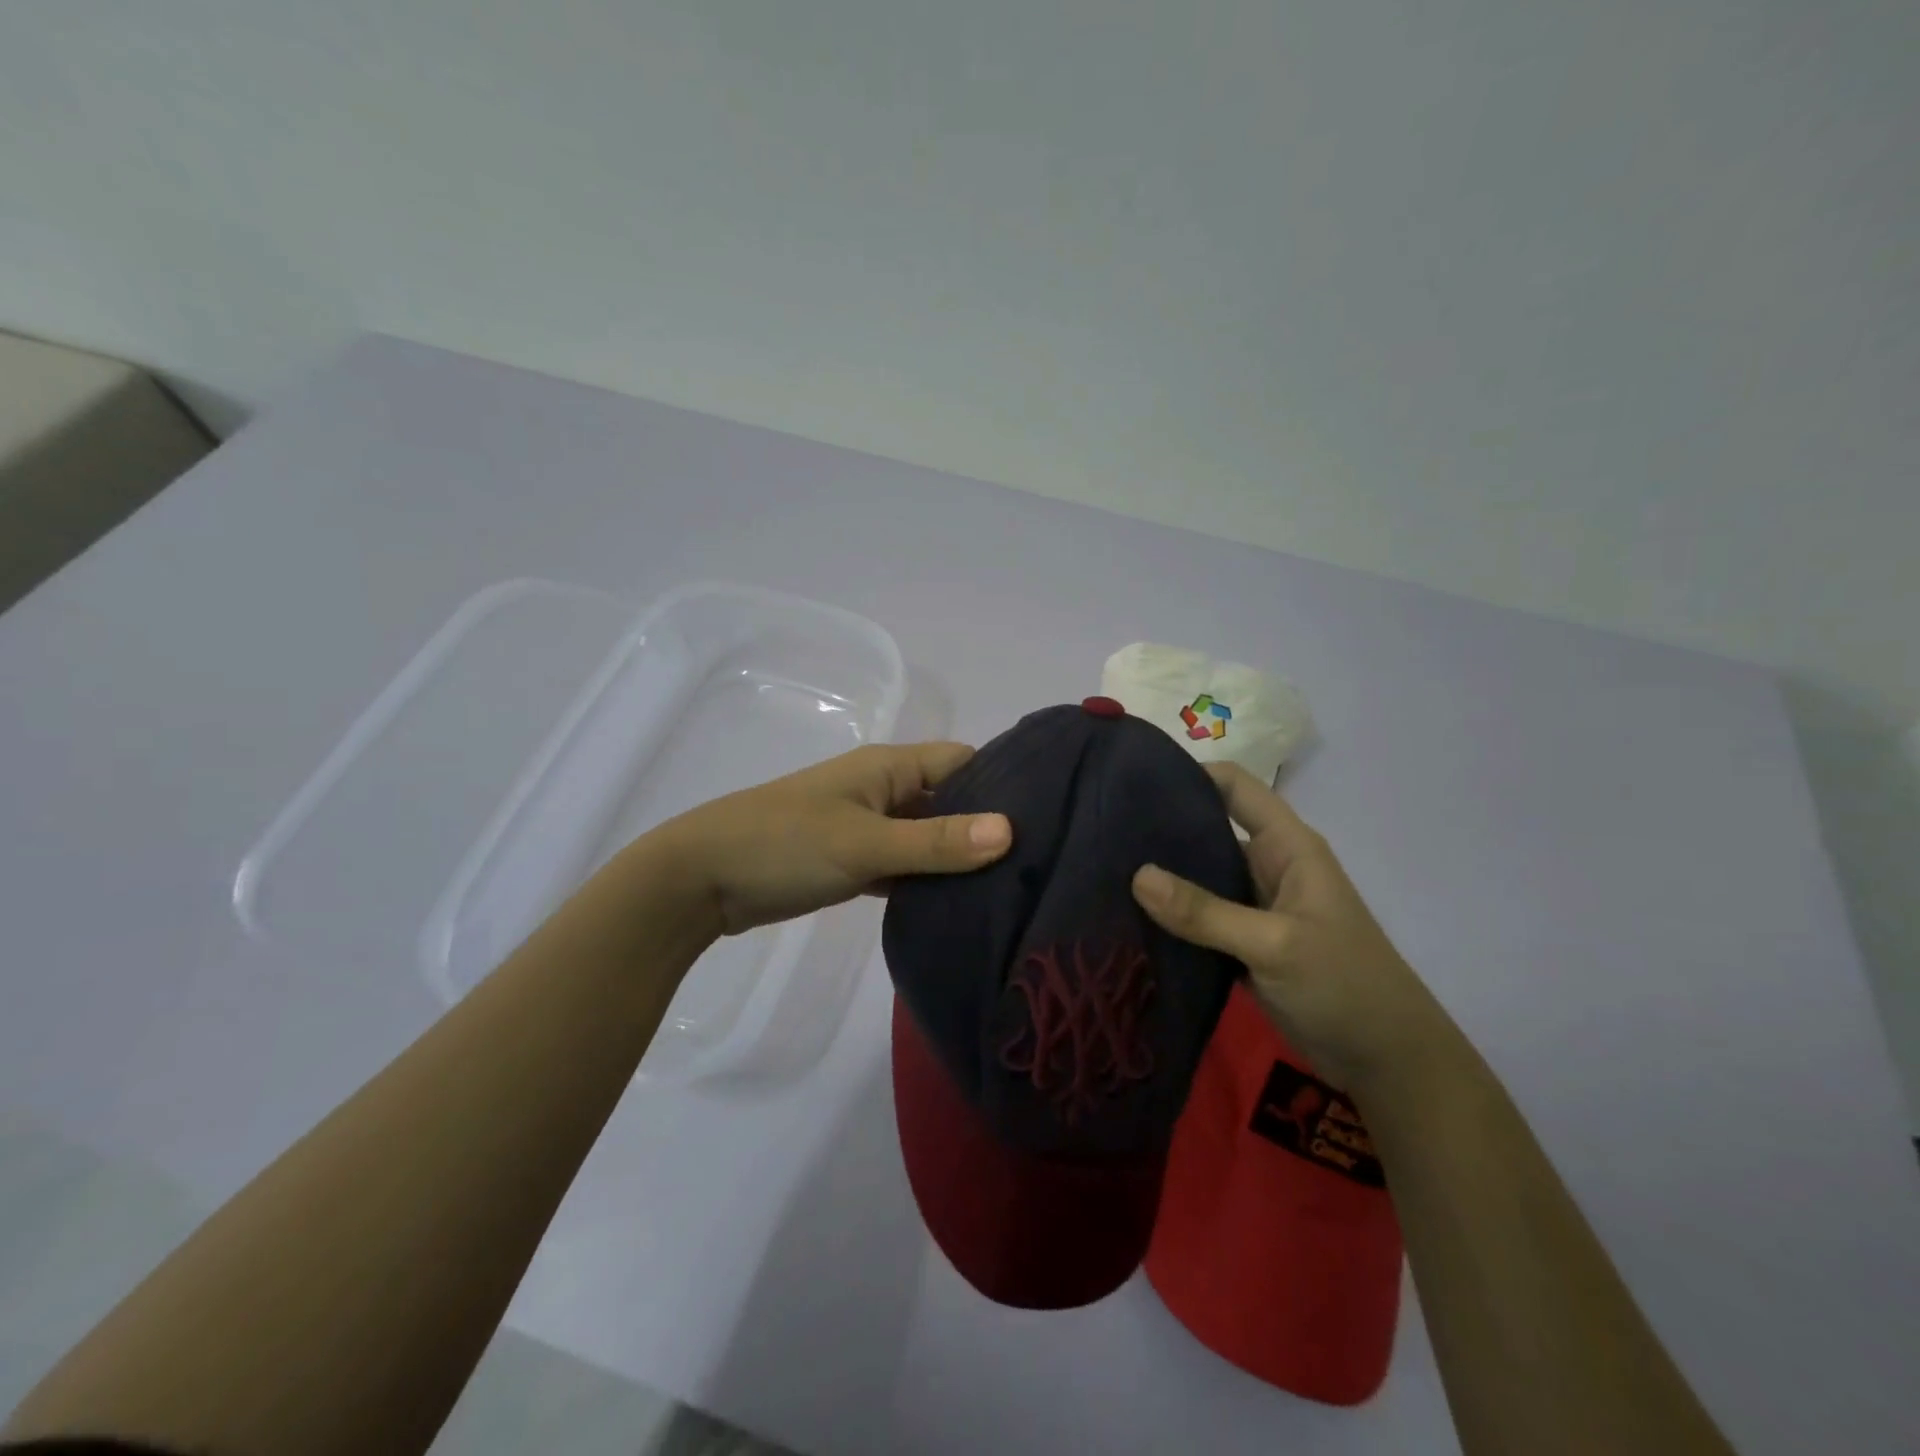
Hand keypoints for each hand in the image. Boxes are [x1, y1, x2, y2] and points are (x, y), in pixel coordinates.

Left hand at [651, 742, 1012, 934]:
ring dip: (955, 857)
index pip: (963, 760)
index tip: (1049, 815)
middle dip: (985, 825)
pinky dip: (924, 880)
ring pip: (925, 836)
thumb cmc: (784, 845)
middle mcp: (883, 790)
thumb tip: (1010, 831)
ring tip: (1011, 888)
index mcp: (889, 768)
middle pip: (948, 799)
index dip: (1003, 781)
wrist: (701, 879)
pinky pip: (902, 864)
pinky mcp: (851, 860)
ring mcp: (865, 826)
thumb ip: (935, 841)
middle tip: (1039, 861)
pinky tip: (956, 907)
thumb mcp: (864, 843)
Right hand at [1131, 762, 1444, 1093]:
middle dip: (1162, 829)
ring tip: (1103, 871)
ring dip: (1161, 878)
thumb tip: (1136, 876)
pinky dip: (1170, 918)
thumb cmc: (1344, 985)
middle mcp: (1267, 866)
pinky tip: (1127, 918)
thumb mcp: (1274, 944)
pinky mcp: (1242, 943)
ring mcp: (1253, 907)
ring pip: (1199, 878)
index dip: (1190, 774)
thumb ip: (1205, 912)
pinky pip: (1198, 919)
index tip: (1134, 780)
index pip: (1235, 787)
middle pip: (1208, 830)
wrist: (1386, 1061)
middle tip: (1102, 832)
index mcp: (1286, 847)